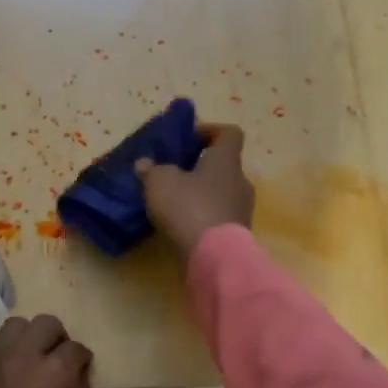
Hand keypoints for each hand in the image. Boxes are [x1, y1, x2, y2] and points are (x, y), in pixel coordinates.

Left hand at [0, 314, 93, 387]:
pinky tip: (10, 380)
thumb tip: (76, 378)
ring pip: (15, 327)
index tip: (81, 373)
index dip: (82, 360)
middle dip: (57, 339)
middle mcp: (24, 356)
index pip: (76, 348)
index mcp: (55, 371)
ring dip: (28, 340)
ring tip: (31, 363)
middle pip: (45, 324)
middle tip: (58, 361)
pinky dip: (7, 357)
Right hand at [135, 124, 254, 257]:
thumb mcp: (160, 182)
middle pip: (224, 166)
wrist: (214, 257)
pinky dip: (204, 217)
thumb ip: (152, 170)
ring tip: (176, 203)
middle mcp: (241, 181)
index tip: (190, 139)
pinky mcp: (238, 234)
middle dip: (201, 168)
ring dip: (202, 194)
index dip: (211, 131)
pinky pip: (220, 216)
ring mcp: (242, 210)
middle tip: (176, 174)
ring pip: (222, 193)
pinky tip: (183, 225)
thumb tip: (145, 164)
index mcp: (226, 161)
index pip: (229, 134)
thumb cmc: (189, 207)